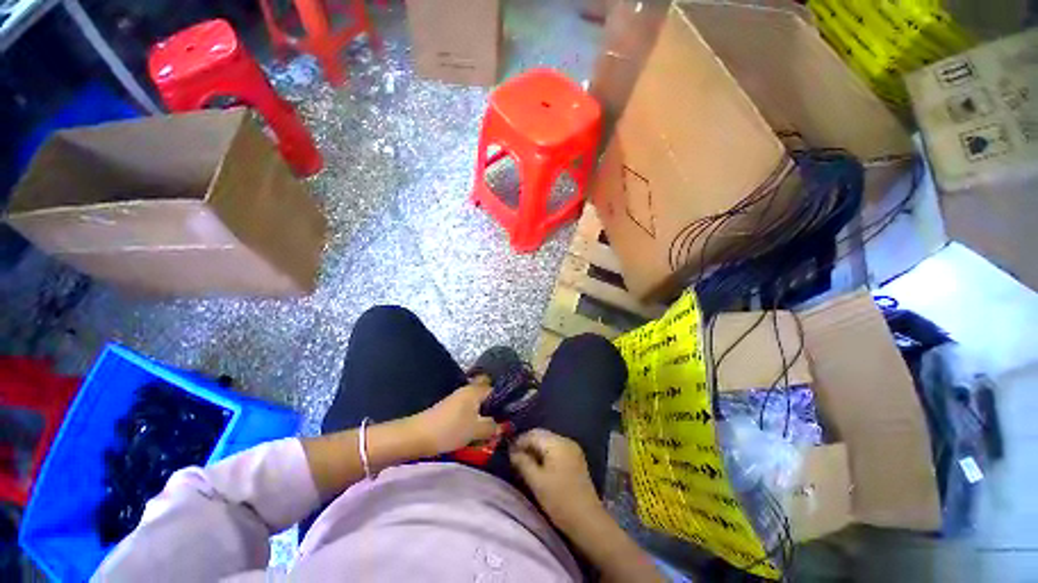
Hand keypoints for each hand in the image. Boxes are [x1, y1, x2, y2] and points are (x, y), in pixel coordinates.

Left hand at [412, 383, 499, 454]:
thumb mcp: (476, 430)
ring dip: (484, 419)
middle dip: (495, 412)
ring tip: (492, 433)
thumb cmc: (450, 429)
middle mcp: (467, 391)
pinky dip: (474, 422)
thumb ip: (492, 427)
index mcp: (475, 391)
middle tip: (503, 426)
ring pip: (477, 408)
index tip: (512, 414)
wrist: (418, 436)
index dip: (505, 401)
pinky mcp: (450, 411)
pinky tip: (477, 434)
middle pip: (487, 399)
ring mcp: (458, 400)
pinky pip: (468, 414)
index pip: (496, 390)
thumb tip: (503, 426)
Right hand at [509, 429, 603, 531]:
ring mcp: (573, 449)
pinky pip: (556, 449)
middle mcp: (566, 441)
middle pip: (542, 435)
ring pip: (549, 442)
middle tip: (515, 459)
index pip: (533, 434)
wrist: (587, 520)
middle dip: (528, 445)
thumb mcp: (537, 482)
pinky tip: (540, 467)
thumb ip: (523, 463)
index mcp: (557, 443)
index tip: (509, 454)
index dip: (519, 441)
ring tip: (525, 464)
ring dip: (536, 450)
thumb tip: (513, 453)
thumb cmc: (559, 500)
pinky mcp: (576, 459)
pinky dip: (546, 454)